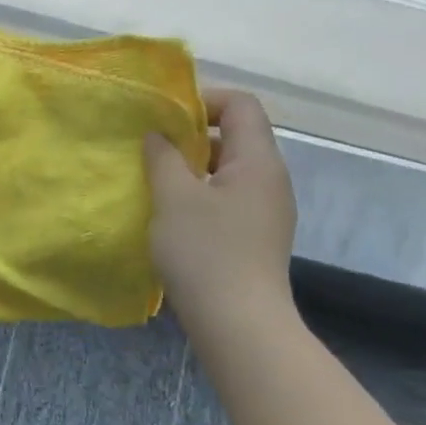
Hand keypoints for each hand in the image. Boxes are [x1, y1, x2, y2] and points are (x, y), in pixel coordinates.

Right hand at [144, 89, 297, 321]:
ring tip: (158, 182)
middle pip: (237, 136)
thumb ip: (163, 157)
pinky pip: (230, 200)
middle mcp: (271, 180)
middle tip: (154, 149)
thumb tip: (158, 135)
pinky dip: (202, 196)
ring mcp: (268, 211)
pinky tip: (175, 216)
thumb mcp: (174, 198)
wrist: (240, 325)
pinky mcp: (257, 238)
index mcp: (258, 161)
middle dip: (194, 136)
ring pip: (230, 171)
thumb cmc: (206, 252)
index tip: (166, 117)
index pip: (241, 105)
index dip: (204, 99)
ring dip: (195, 169)